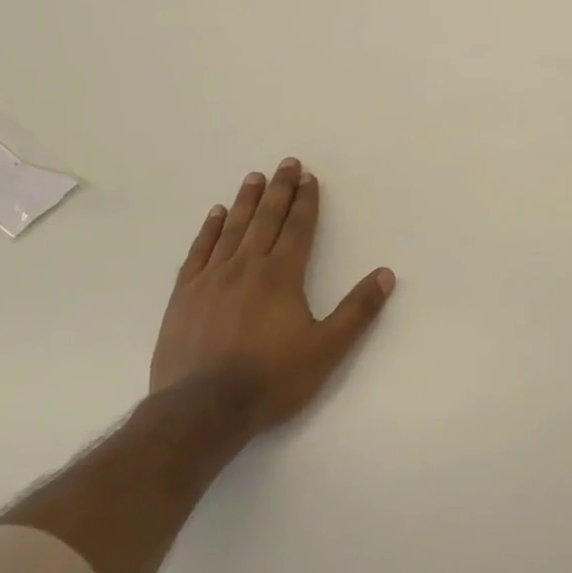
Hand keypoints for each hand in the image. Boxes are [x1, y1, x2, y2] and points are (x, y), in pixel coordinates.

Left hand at [152, 158, 394, 433]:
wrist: (202, 409)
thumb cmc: (271, 380)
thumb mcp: (326, 349)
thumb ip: (357, 310)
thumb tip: (386, 274)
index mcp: (282, 275)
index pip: (298, 228)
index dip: (306, 201)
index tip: (309, 177)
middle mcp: (246, 266)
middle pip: (266, 219)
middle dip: (280, 190)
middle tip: (286, 163)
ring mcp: (211, 278)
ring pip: (232, 228)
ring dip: (246, 201)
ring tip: (254, 177)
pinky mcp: (184, 295)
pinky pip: (199, 251)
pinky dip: (209, 230)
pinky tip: (215, 215)